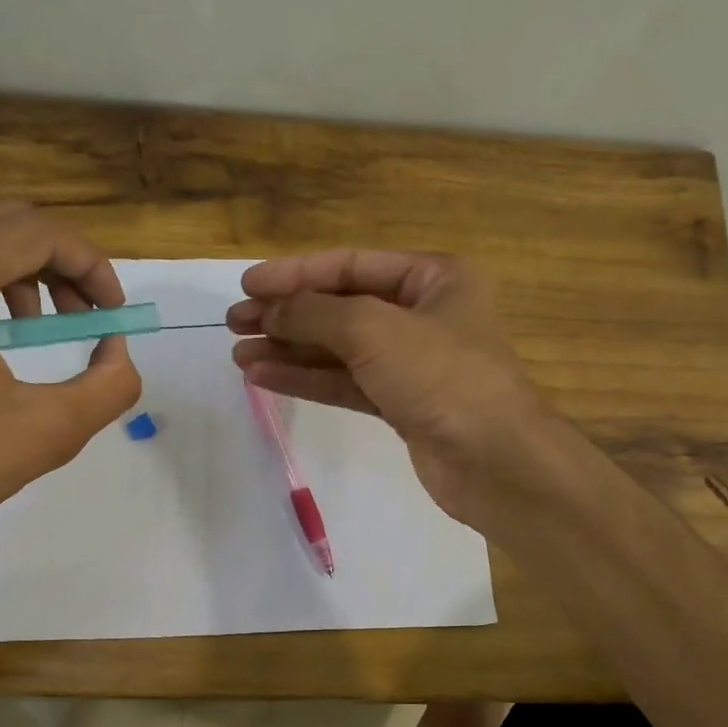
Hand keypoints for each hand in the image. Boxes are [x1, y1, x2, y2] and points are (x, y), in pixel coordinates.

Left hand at [0, 200, 140, 567]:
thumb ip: (109, 386)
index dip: (92, 266)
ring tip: (35, 324)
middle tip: (85, 321)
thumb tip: (117, 350)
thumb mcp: (47, 435)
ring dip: (17, 263)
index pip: (39, 232)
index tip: (112, 313)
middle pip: (6, 222)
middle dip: (61, 266)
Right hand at [227, 248, 553, 525]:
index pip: (351, 265)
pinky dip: (306, 379)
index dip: (295, 273)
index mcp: (433, 278)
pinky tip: (264, 377)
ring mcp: (411, 363)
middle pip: (340, 307)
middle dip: (287, 314)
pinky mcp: (400, 405)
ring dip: (289, 350)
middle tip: (234, 323)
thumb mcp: (372, 329)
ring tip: (239, 354)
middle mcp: (423, 315)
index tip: (247, 287)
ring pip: (338, 349)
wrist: (493, 461)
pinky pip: (345, 383)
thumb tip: (269, 311)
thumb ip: (315, 314)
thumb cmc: (441, 376)